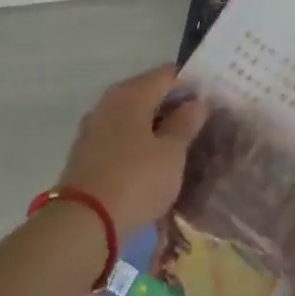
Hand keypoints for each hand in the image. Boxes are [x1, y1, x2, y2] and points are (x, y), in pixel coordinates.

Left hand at [57, 65, 208, 235]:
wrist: (84, 221)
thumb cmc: (136, 180)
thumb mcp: (171, 153)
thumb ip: (185, 124)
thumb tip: (195, 103)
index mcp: (132, 94)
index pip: (167, 74)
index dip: (190, 84)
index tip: (210, 102)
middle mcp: (109, 102)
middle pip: (147, 93)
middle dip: (172, 105)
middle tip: (198, 124)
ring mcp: (93, 126)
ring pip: (132, 115)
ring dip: (154, 125)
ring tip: (178, 144)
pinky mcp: (86, 151)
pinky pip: (119, 135)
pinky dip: (137, 141)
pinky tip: (151, 159)